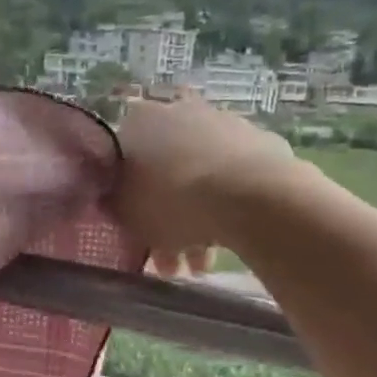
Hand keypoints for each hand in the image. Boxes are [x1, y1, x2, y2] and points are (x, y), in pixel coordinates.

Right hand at [114, 94, 299, 274]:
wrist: (250, 195)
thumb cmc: (172, 202)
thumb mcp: (125, 213)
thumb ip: (116, 204)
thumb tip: (116, 199)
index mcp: (139, 121)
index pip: (122, 158)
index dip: (126, 197)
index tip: (133, 226)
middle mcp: (179, 111)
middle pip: (164, 170)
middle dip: (165, 213)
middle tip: (167, 254)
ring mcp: (223, 123)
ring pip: (199, 178)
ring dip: (196, 221)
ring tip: (199, 265)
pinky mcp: (259, 142)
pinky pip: (231, 181)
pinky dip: (225, 209)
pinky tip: (224, 243)